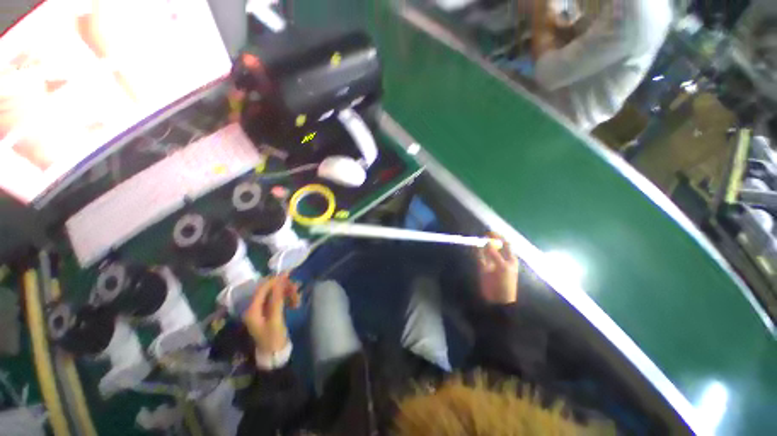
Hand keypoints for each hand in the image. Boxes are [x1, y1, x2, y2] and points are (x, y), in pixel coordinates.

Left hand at [243, 273, 299, 353]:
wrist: (275, 354)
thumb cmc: (273, 338)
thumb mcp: (276, 319)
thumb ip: (277, 299)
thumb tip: (279, 281)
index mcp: (252, 310)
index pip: (262, 289)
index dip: (274, 280)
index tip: (288, 274)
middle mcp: (255, 308)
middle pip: (270, 291)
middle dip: (283, 288)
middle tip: (297, 288)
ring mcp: (263, 310)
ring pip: (276, 295)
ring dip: (287, 294)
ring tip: (298, 299)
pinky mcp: (270, 312)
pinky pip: (279, 300)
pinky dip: (287, 299)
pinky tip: (296, 302)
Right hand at [477, 235, 519, 304]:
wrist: (498, 299)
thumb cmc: (505, 283)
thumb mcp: (502, 267)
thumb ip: (494, 254)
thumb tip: (487, 242)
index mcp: (509, 258)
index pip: (505, 244)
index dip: (499, 237)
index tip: (491, 232)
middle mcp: (501, 258)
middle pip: (495, 246)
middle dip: (489, 240)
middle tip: (482, 236)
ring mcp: (491, 263)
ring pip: (486, 250)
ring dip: (482, 246)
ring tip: (478, 241)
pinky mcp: (483, 267)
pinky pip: (480, 257)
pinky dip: (477, 252)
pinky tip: (475, 248)